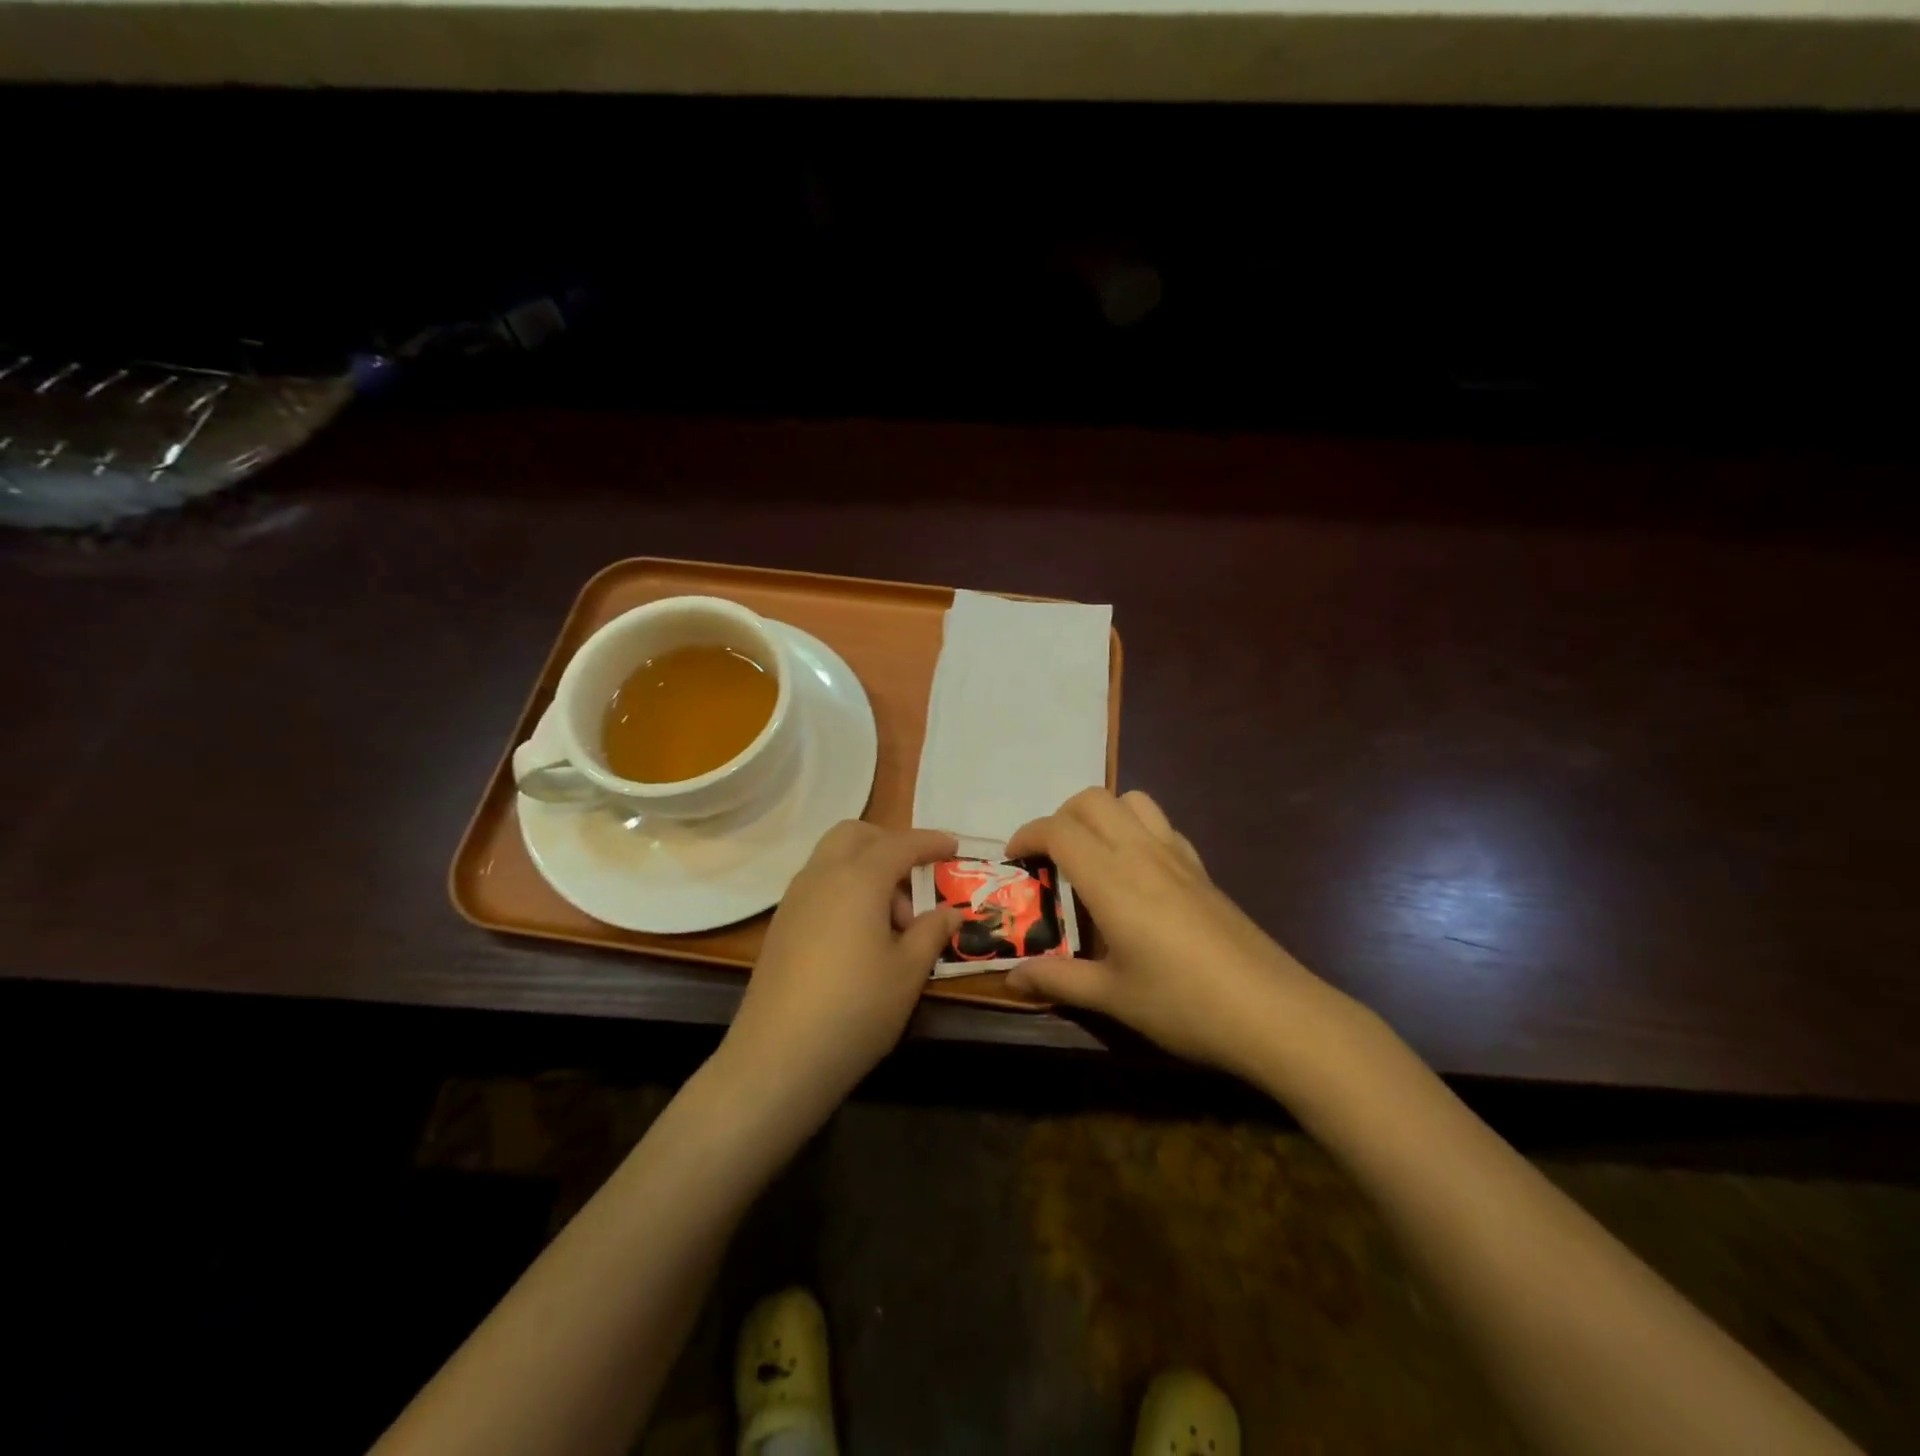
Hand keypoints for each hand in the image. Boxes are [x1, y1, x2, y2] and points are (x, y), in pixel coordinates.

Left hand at [721, 821, 961, 1121]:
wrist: (778, 1057)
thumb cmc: (856, 1008)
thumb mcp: (908, 972)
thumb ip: (932, 932)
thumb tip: (950, 911)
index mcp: (858, 879)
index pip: (900, 844)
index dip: (930, 842)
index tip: (953, 846)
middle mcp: (822, 876)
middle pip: (855, 835)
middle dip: (889, 844)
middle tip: (916, 879)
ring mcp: (794, 900)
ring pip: (833, 859)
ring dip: (866, 869)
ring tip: (892, 922)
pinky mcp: (781, 925)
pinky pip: (818, 885)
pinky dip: (845, 890)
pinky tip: (860, 936)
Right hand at [1005, 788, 1333, 1079]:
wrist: (1274, 1013)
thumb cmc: (1185, 1005)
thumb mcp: (1113, 997)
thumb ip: (1058, 981)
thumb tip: (1010, 979)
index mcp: (1112, 880)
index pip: (1059, 830)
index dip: (1027, 835)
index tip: (1013, 861)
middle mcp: (1142, 853)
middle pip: (1092, 800)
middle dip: (1060, 817)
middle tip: (1049, 859)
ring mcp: (1178, 857)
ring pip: (1132, 800)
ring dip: (1101, 814)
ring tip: (1091, 857)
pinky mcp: (1203, 870)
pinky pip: (1161, 825)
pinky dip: (1135, 829)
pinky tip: (1137, 876)